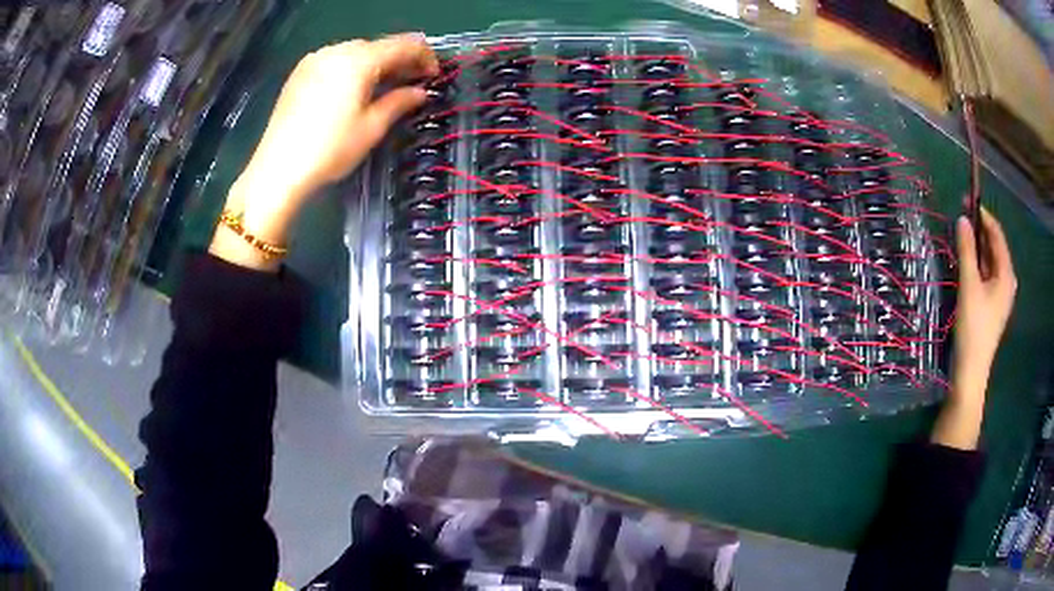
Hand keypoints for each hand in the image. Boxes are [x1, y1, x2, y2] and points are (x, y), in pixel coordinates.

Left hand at [212, 34, 438, 269]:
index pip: (403, 44)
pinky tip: (354, 89)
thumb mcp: (371, 127)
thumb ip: (399, 102)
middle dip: (399, 60)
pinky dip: (352, 68)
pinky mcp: (300, 73)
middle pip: (379, 45)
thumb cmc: (329, 150)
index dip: (424, 56)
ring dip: (376, 63)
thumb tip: (420, 92)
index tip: (433, 76)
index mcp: (358, 60)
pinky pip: (336, 59)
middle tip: (410, 83)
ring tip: (384, 87)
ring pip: (356, 51)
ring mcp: (315, 60)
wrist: (277, 170)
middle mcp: (336, 51)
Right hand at [932, 206, 1016, 448]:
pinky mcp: (993, 305)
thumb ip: (966, 250)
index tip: (967, 200)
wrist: (971, 371)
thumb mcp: (969, 285)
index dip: (983, 216)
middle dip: (980, 230)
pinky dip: (978, 263)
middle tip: (962, 216)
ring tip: (962, 236)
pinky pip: (987, 274)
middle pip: (995, 247)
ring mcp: (1000, 295)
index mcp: (1006, 274)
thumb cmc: (973, 327)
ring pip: (990, 261)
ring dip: (977, 247)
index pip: (997, 235)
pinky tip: (967, 261)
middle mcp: (1007, 281)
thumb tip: (962, 218)